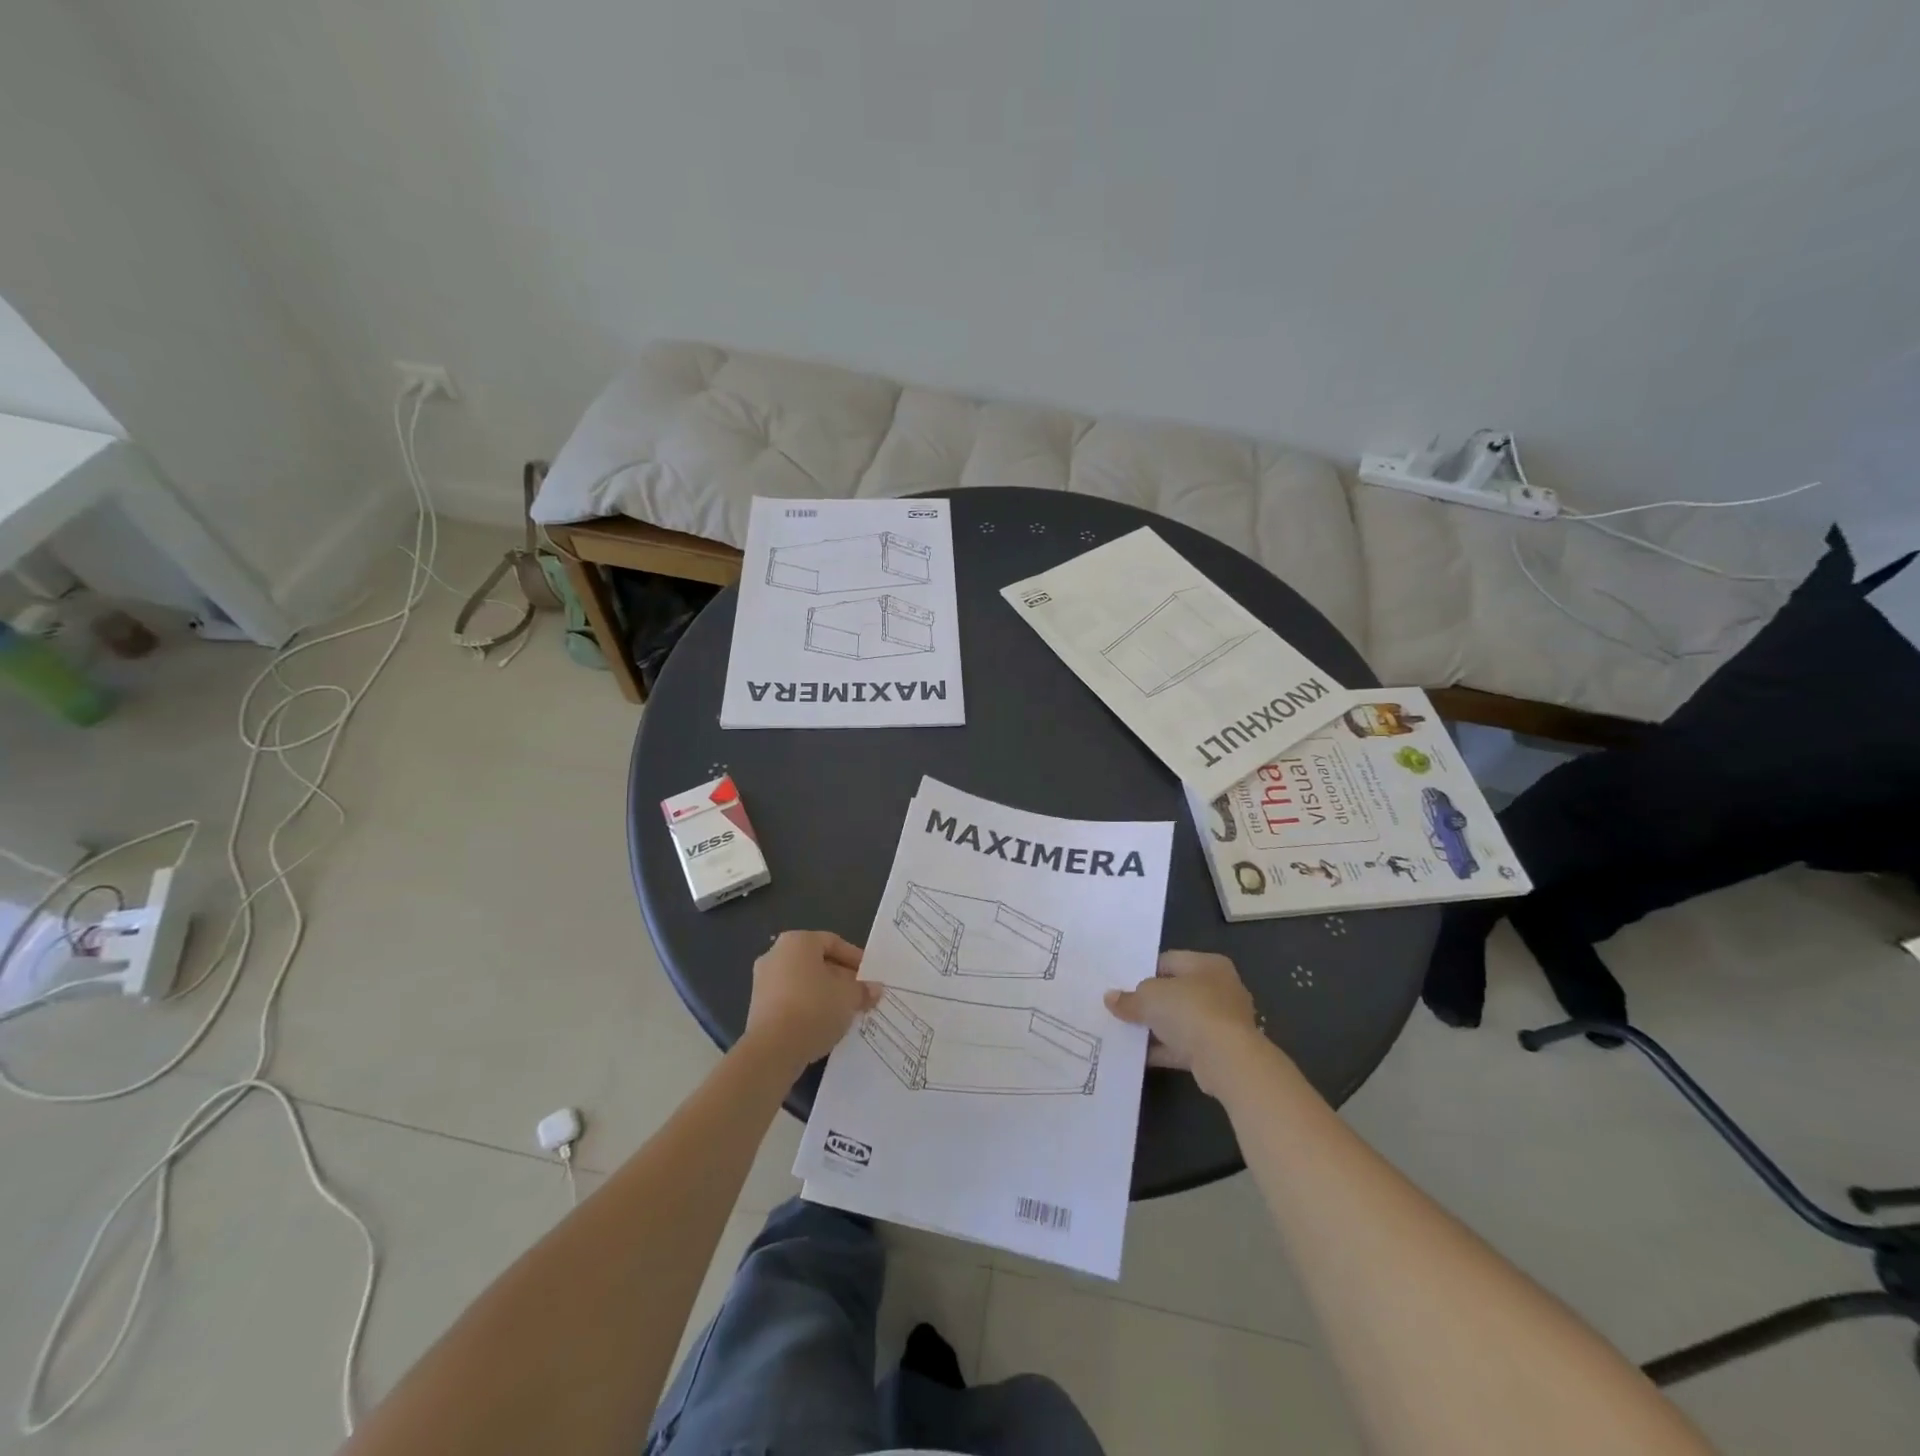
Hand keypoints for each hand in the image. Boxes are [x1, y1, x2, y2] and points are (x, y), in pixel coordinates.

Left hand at [742, 931, 882, 1072]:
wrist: (773, 1049)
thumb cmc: (814, 1008)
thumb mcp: (849, 997)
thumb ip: (863, 990)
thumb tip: (875, 989)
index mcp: (798, 941)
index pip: (833, 942)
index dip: (854, 958)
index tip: (869, 976)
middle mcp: (776, 954)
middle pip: (816, 961)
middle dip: (840, 977)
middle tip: (860, 993)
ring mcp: (763, 981)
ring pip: (803, 982)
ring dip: (825, 993)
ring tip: (845, 1011)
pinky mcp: (758, 1007)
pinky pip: (790, 999)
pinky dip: (808, 1006)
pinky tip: (824, 1023)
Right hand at [1104, 950, 1262, 1096]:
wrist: (1227, 1060)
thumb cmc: (1190, 1011)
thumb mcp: (1149, 998)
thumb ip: (1129, 998)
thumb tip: (1110, 998)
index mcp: (1208, 964)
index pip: (1168, 961)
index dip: (1143, 972)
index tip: (1122, 986)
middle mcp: (1220, 988)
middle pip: (1176, 992)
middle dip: (1150, 1002)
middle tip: (1122, 1009)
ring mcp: (1223, 1021)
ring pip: (1181, 1021)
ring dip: (1157, 1028)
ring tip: (1126, 1033)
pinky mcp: (1221, 1050)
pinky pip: (1186, 1046)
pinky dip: (1165, 1049)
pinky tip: (1140, 1055)